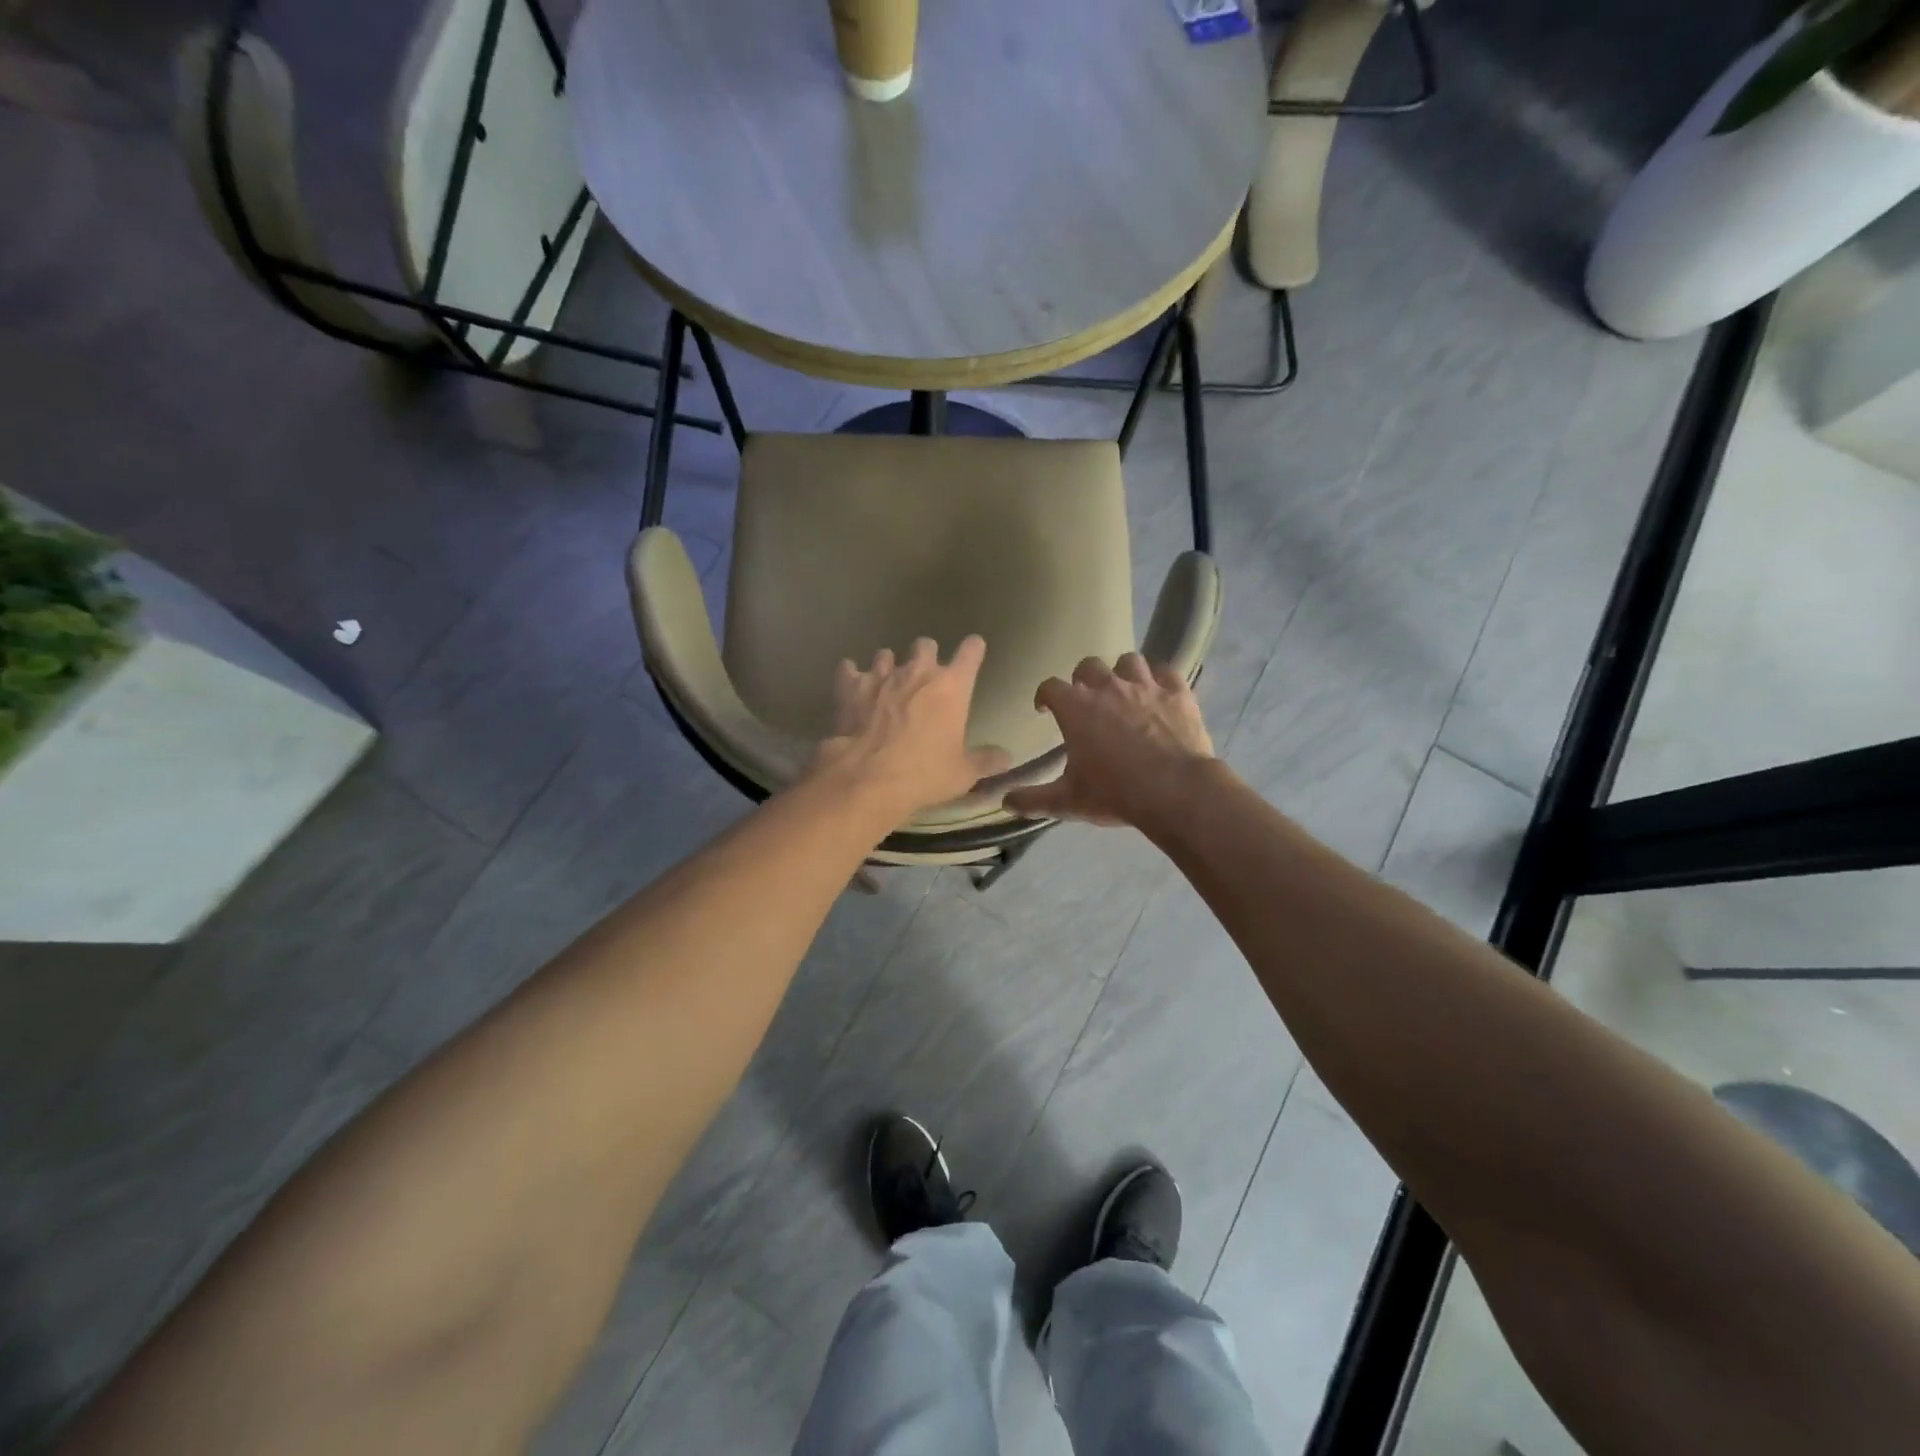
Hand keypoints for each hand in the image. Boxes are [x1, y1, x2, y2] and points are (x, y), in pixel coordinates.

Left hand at [809, 636, 1010, 822]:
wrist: (869, 778)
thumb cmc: (924, 773)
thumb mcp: (962, 773)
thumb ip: (985, 761)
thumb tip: (1005, 757)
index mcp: (952, 687)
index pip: (970, 652)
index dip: (973, 649)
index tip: (974, 649)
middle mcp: (918, 672)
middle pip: (926, 645)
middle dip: (927, 655)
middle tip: (925, 675)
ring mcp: (882, 676)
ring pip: (886, 655)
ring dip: (889, 665)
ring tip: (887, 681)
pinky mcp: (851, 687)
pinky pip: (849, 670)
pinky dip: (851, 675)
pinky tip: (851, 682)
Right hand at [1004, 653, 1213, 827]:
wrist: (1174, 791)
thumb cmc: (1114, 793)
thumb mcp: (1068, 801)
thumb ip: (1033, 800)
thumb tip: (1005, 802)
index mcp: (1076, 708)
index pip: (1050, 687)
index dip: (1044, 695)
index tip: (1044, 709)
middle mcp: (1108, 687)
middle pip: (1088, 666)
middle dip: (1083, 679)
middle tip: (1086, 700)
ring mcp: (1145, 686)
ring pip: (1128, 661)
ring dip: (1121, 673)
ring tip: (1123, 691)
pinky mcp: (1178, 693)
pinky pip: (1166, 672)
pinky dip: (1160, 679)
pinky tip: (1159, 693)